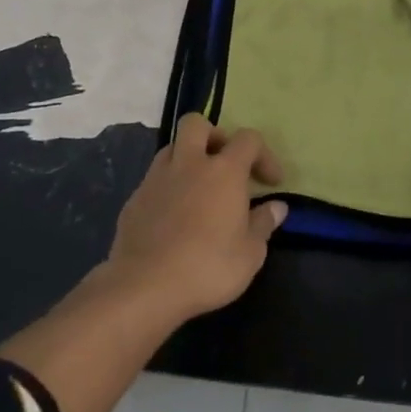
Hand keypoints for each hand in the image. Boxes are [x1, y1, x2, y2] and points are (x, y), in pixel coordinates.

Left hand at [103, 114, 287, 322]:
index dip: (264, 154)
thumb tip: (277, 207)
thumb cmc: (208, 267)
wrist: (144, 287)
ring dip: (187, 158)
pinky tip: (173, 216)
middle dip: (214, 136)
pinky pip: (154, 179)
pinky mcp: (134, 199)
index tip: (271, 182)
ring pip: (172, 148)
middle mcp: (189, 164)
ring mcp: (156, 179)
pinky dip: (167, 187)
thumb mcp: (250, 254)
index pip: (248, 139)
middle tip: (225, 165)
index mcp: (224, 171)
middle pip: (197, 124)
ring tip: (198, 189)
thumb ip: (264, 225)